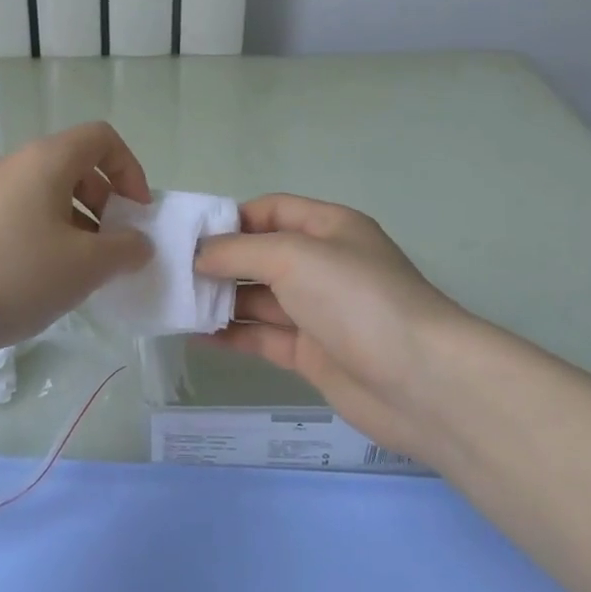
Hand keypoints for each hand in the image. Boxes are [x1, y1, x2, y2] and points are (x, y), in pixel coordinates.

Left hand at [0, 122, 153, 353]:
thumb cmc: (20, 274)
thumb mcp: (87, 265)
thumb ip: (126, 248)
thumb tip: (139, 243)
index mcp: (46, 159)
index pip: (101, 138)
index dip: (130, 170)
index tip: (137, 214)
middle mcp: (16, 163)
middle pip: (76, 164)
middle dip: (106, 200)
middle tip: (113, 244)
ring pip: (49, 191)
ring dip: (79, 220)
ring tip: (85, 267)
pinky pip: (25, 211)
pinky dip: (49, 232)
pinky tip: (49, 275)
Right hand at [194, 195, 483, 455]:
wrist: (421, 381)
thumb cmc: (356, 298)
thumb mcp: (293, 256)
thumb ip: (239, 251)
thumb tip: (198, 255)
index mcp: (328, 227)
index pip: (270, 210)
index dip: (230, 219)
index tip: (187, 235)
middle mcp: (322, 264)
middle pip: (260, 255)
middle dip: (218, 261)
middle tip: (169, 271)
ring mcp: (317, 311)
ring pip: (258, 298)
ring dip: (219, 300)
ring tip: (173, 303)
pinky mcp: (311, 353)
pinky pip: (262, 337)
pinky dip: (230, 335)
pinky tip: (194, 336)